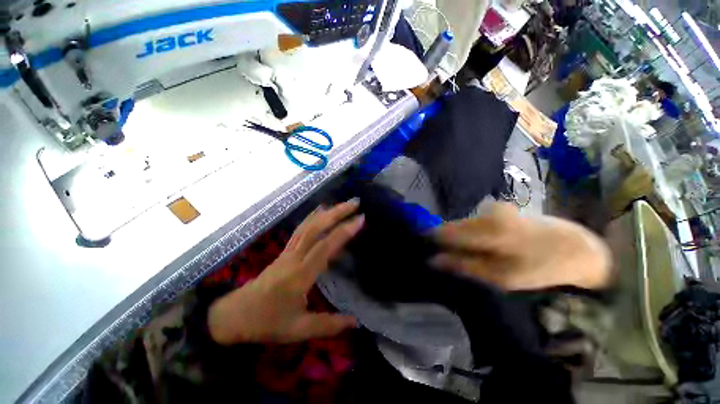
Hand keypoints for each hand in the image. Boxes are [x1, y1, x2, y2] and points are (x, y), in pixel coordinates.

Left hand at [208, 201, 363, 344]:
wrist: (234, 315)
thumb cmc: (266, 322)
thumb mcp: (299, 330)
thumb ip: (328, 325)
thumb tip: (356, 322)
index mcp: (300, 275)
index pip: (325, 247)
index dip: (344, 231)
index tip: (360, 219)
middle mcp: (294, 257)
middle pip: (316, 228)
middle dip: (337, 213)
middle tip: (354, 203)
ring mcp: (288, 251)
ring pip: (308, 226)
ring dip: (326, 213)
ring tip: (341, 204)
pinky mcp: (285, 251)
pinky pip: (300, 230)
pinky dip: (312, 217)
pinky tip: (320, 212)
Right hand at [432, 203, 611, 290]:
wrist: (576, 247)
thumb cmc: (542, 266)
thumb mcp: (502, 276)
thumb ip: (464, 265)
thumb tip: (433, 260)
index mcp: (488, 229)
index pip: (445, 232)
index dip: (431, 240)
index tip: (422, 248)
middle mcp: (486, 213)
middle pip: (451, 226)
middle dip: (444, 240)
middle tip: (442, 255)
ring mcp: (491, 208)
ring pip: (461, 224)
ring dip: (458, 238)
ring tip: (464, 253)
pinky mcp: (497, 208)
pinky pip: (472, 221)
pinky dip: (469, 233)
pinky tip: (479, 243)